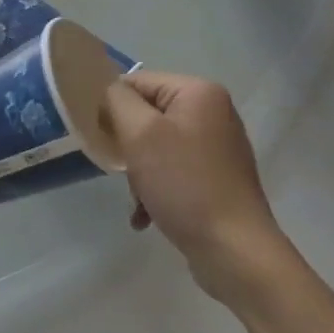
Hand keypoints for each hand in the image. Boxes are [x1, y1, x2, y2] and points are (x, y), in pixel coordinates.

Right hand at [101, 72, 287, 304]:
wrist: (234, 250)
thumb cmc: (184, 184)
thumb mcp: (140, 134)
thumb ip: (116, 100)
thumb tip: (106, 90)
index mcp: (199, 93)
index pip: (137, 82)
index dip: (112, 106)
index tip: (99, 137)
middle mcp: (213, 113)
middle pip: (146, 115)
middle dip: (127, 145)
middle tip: (122, 170)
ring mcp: (217, 147)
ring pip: (156, 146)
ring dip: (138, 171)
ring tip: (139, 198)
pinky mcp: (216, 178)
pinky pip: (173, 170)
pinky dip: (155, 188)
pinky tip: (146, 215)